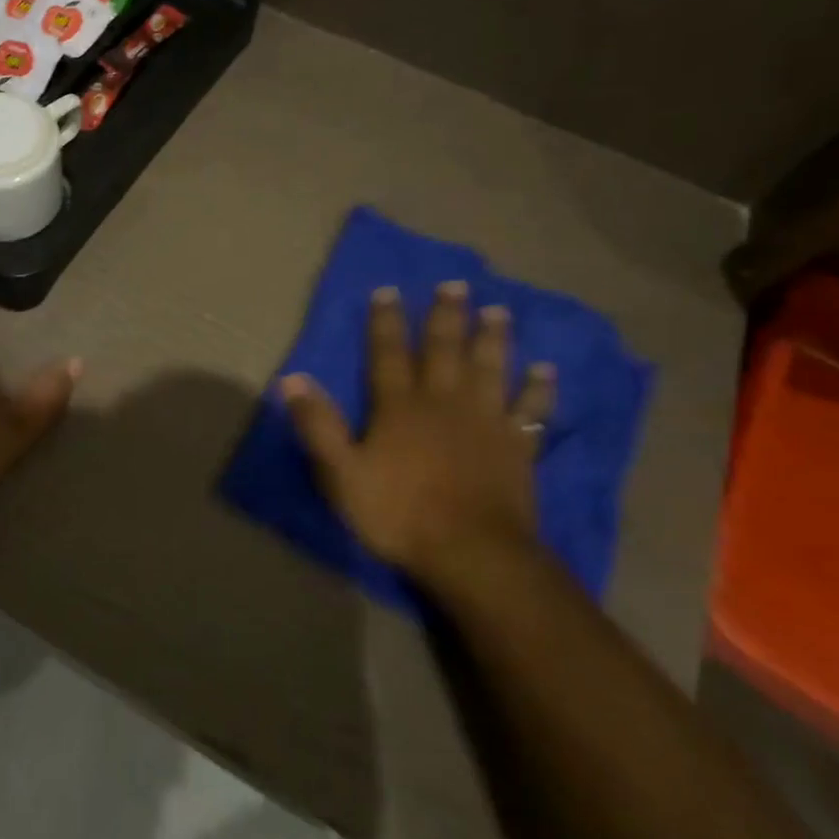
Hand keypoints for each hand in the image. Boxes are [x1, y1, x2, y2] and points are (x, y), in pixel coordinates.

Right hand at [280, 283, 554, 582]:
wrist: (471, 553)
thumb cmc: (400, 514)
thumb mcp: (341, 474)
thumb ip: (318, 425)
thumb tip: (292, 379)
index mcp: (400, 407)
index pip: (388, 354)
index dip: (385, 322)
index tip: (388, 290)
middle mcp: (443, 402)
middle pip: (445, 350)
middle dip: (447, 316)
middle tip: (456, 285)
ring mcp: (485, 422)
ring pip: (490, 369)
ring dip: (493, 338)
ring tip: (499, 311)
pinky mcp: (516, 446)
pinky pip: (530, 410)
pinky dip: (538, 389)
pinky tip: (546, 370)